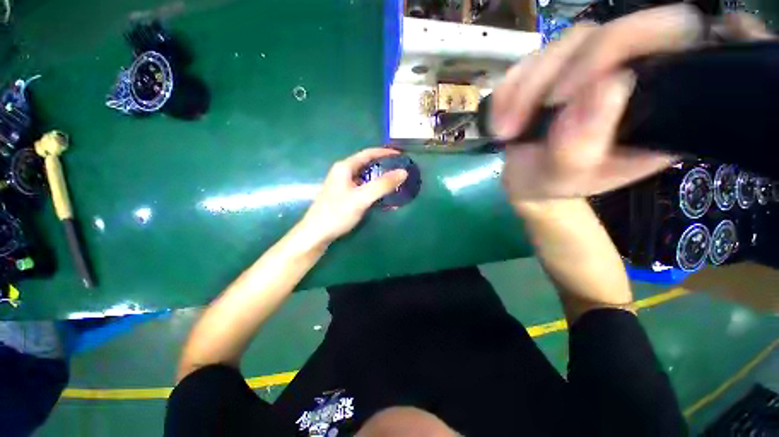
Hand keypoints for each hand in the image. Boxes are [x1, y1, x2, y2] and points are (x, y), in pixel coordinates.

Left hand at [299, 148, 407, 245]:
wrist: (316, 234)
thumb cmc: (337, 213)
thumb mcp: (362, 198)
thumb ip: (382, 185)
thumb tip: (403, 172)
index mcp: (344, 167)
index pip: (368, 153)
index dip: (385, 153)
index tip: (400, 155)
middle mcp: (342, 172)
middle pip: (366, 164)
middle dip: (383, 166)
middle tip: (399, 170)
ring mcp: (342, 184)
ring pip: (364, 177)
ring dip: (379, 178)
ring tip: (394, 182)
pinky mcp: (343, 195)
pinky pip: (362, 187)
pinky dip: (373, 189)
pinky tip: (381, 196)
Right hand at [494, 6, 771, 200]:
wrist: (528, 181)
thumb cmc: (553, 185)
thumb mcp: (567, 176)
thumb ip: (583, 144)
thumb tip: (607, 85)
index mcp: (654, 102)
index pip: (670, 35)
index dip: (635, 39)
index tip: (585, 86)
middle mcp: (625, 72)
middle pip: (598, 37)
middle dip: (549, 80)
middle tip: (518, 125)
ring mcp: (585, 68)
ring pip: (558, 47)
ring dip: (521, 92)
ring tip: (505, 132)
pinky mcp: (552, 71)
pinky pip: (526, 62)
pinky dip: (507, 92)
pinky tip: (500, 121)